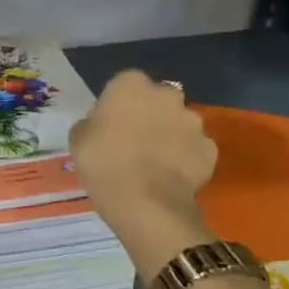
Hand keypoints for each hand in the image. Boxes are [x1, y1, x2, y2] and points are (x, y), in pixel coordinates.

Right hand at [70, 70, 219, 282]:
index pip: (124, 84)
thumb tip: (100, 125)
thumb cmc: (104, 163)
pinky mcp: (210, 150)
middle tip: (134, 139)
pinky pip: (194, 148)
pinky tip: (172, 176)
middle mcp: (167, 95)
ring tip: (155, 161)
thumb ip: (91, 123)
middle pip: (158, 99)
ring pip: (179, 123)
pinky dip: (186, 158)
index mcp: (131, 84)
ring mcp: (193, 122)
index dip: (117, 103)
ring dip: (170, 134)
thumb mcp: (78, 139)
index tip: (110, 123)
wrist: (146, 204)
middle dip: (150, 113)